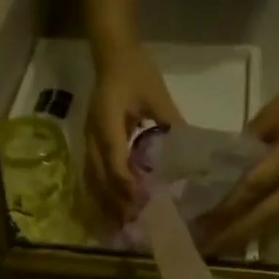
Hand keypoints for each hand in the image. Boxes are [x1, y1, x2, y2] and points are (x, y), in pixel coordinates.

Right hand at [86, 46, 182, 222]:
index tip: (141, 201)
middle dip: (114, 200)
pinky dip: (101, 192)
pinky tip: (113, 205)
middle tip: (131, 223)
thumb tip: (191, 153)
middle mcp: (93, 134)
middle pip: (98, 175)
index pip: (114, 159)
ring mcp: (88, 139)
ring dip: (104, 201)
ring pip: (91, 178)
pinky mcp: (90, 143)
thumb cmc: (136, 72)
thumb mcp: (158, 96)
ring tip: (120, 222)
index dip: (125, 183)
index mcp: (108, 121)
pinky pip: (92, 173)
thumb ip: (171, 122)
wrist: (112, 55)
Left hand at [201, 63, 278, 255]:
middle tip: (204, 247)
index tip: (200, 220)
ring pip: (274, 222)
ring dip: (245, 236)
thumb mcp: (271, 113)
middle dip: (232, 233)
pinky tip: (242, 236)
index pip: (253, 188)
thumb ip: (247, 143)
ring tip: (218, 247)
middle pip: (263, 215)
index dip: (226, 207)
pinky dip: (261, 228)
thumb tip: (222, 168)